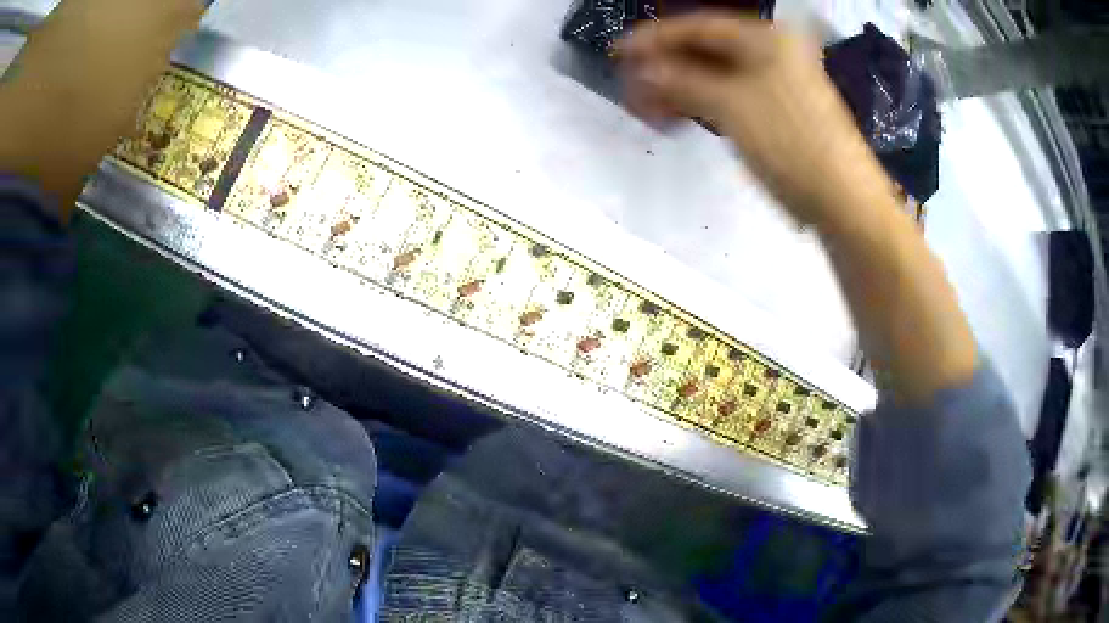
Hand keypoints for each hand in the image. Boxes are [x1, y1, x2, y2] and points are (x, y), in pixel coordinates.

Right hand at [618, 13, 889, 225]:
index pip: (698, 27)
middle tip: (629, 88)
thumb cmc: (791, 144)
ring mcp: (775, 83)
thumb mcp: (730, 105)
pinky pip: (729, 98)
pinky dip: (701, 105)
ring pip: (714, 77)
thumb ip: (681, 80)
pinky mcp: (776, 112)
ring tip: (646, 109)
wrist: (843, 201)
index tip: (618, 53)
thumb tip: (641, 70)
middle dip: (665, 68)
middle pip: (705, 51)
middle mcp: (771, 53)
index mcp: (765, 38)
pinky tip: (676, 117)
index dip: (655, 38)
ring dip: (678, 89)